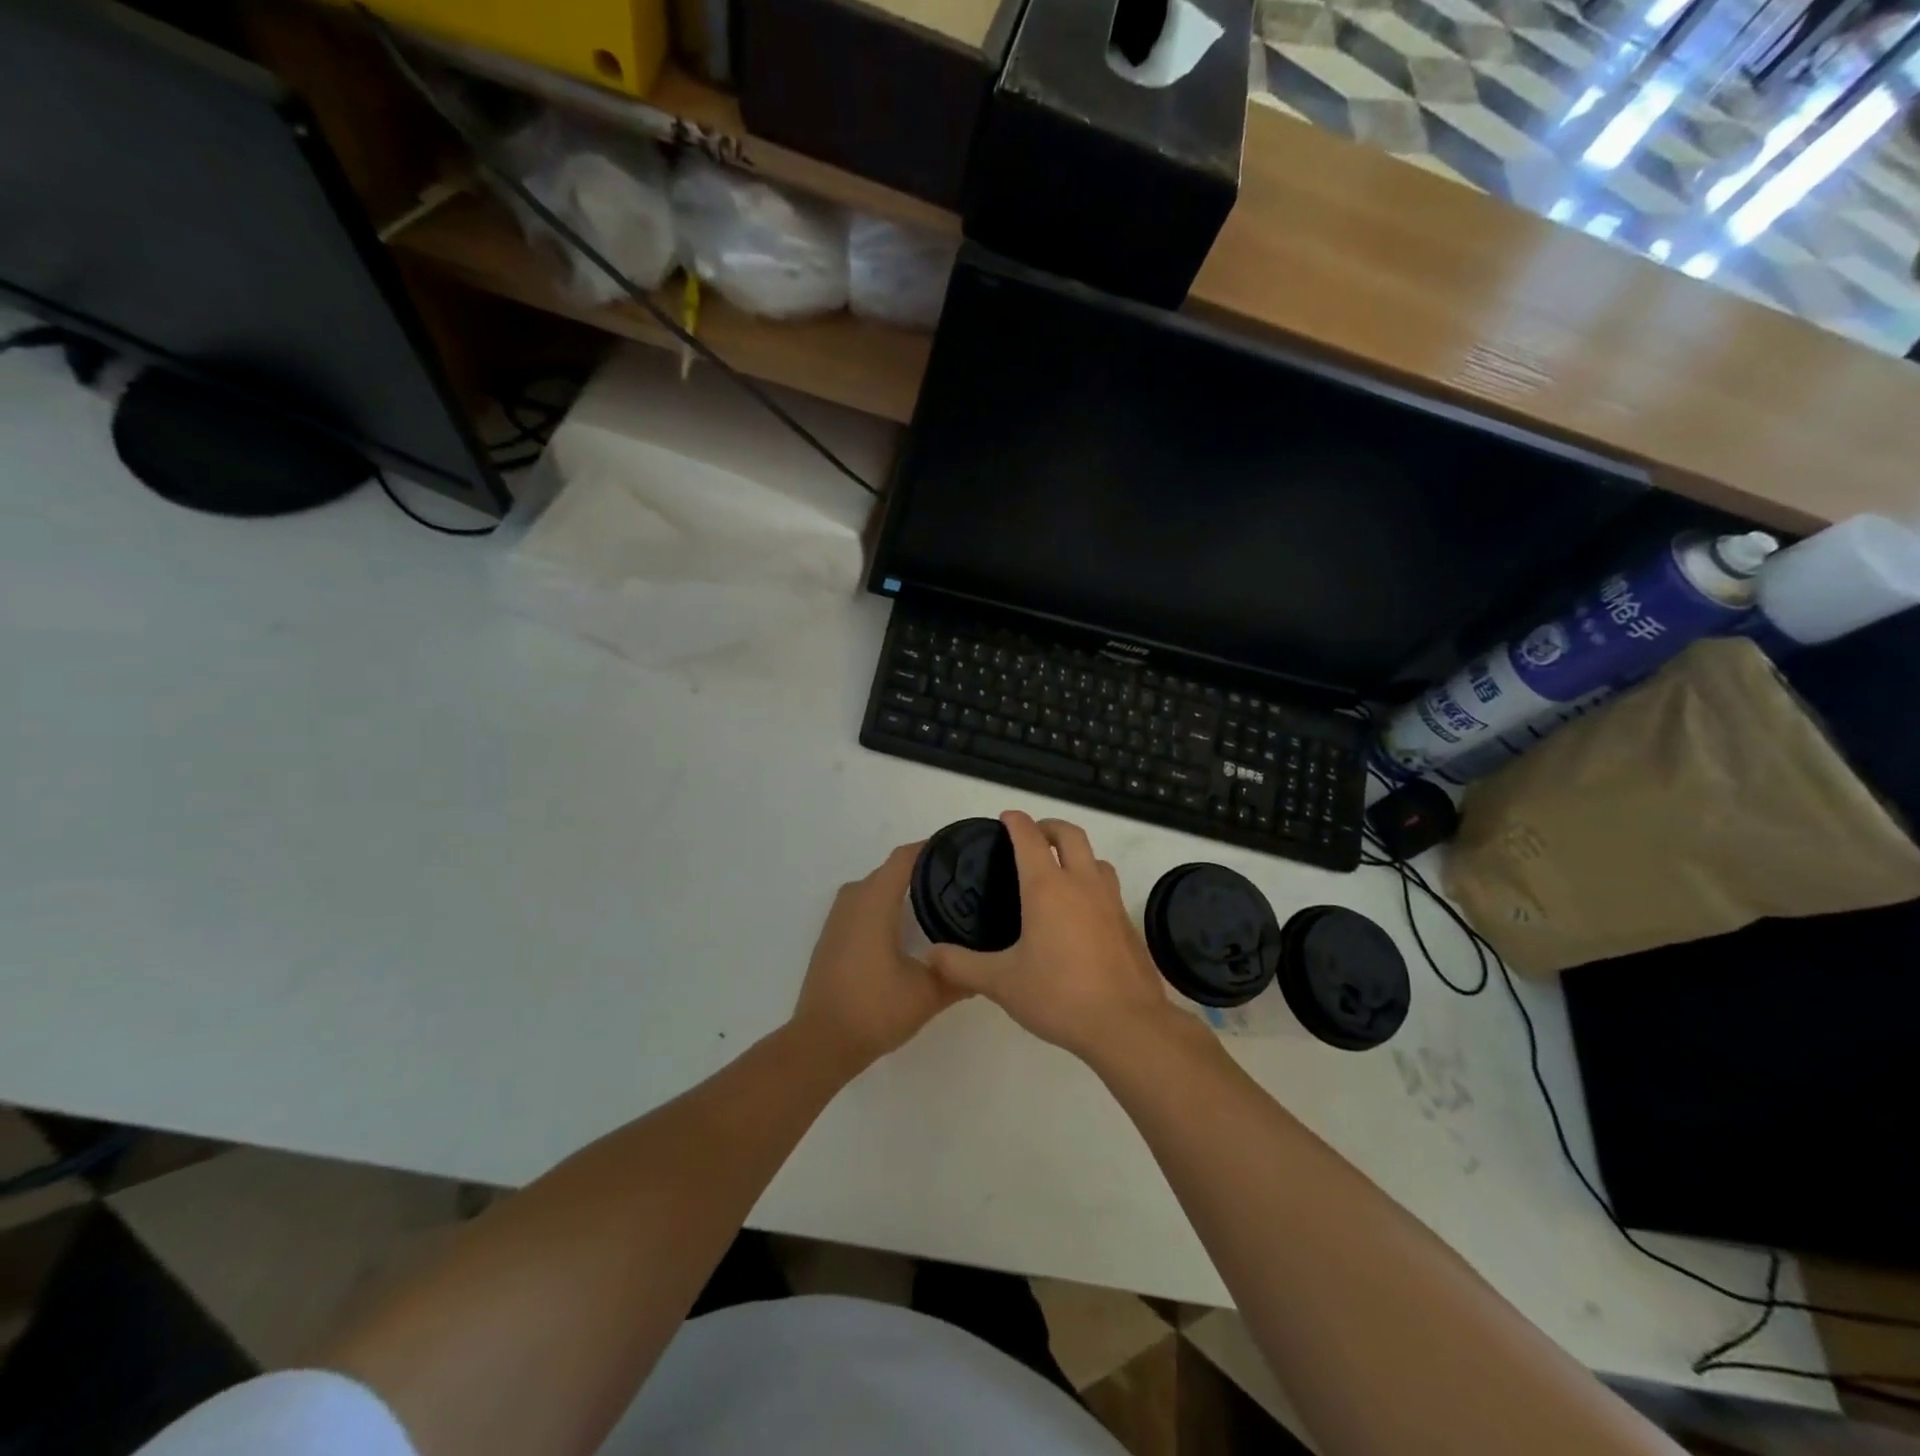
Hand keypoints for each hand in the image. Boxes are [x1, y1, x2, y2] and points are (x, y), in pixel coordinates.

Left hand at [791, 842, 969, 1075]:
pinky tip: (906, 926)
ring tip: (938, 899)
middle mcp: (853, 900)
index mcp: (874, 902)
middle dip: (923, 869)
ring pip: (875, 887)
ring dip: (901, 887)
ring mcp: (838, 918)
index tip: (962, 851)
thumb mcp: (928, 994)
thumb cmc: (874, 1009)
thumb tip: (989, 965)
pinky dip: (885, 904)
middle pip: (891, 870)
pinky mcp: (832, 937)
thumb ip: (961, 975)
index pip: (905, 858)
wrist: (821, 1043)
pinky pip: (862, 904)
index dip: (932, 848)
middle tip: (960, 880)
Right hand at [926, 812, 1177, 1063]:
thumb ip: (962, 965)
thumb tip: (931, 954)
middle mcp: (1082, 883)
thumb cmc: (1059, 995)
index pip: (1029, 837)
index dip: (1015, 822)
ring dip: (1076, 853)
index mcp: (1047, 887)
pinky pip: (1108, 887)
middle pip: (1070, 834)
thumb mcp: (1001, 983)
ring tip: (1059, 871)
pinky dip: (1092, 883)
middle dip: (1049, 826)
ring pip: (1096, 858)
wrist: (1127, 1024)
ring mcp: (1110, 901)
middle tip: (1032, 836)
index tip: (1005, 818)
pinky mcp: (1127, 923)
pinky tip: (1081, 914)